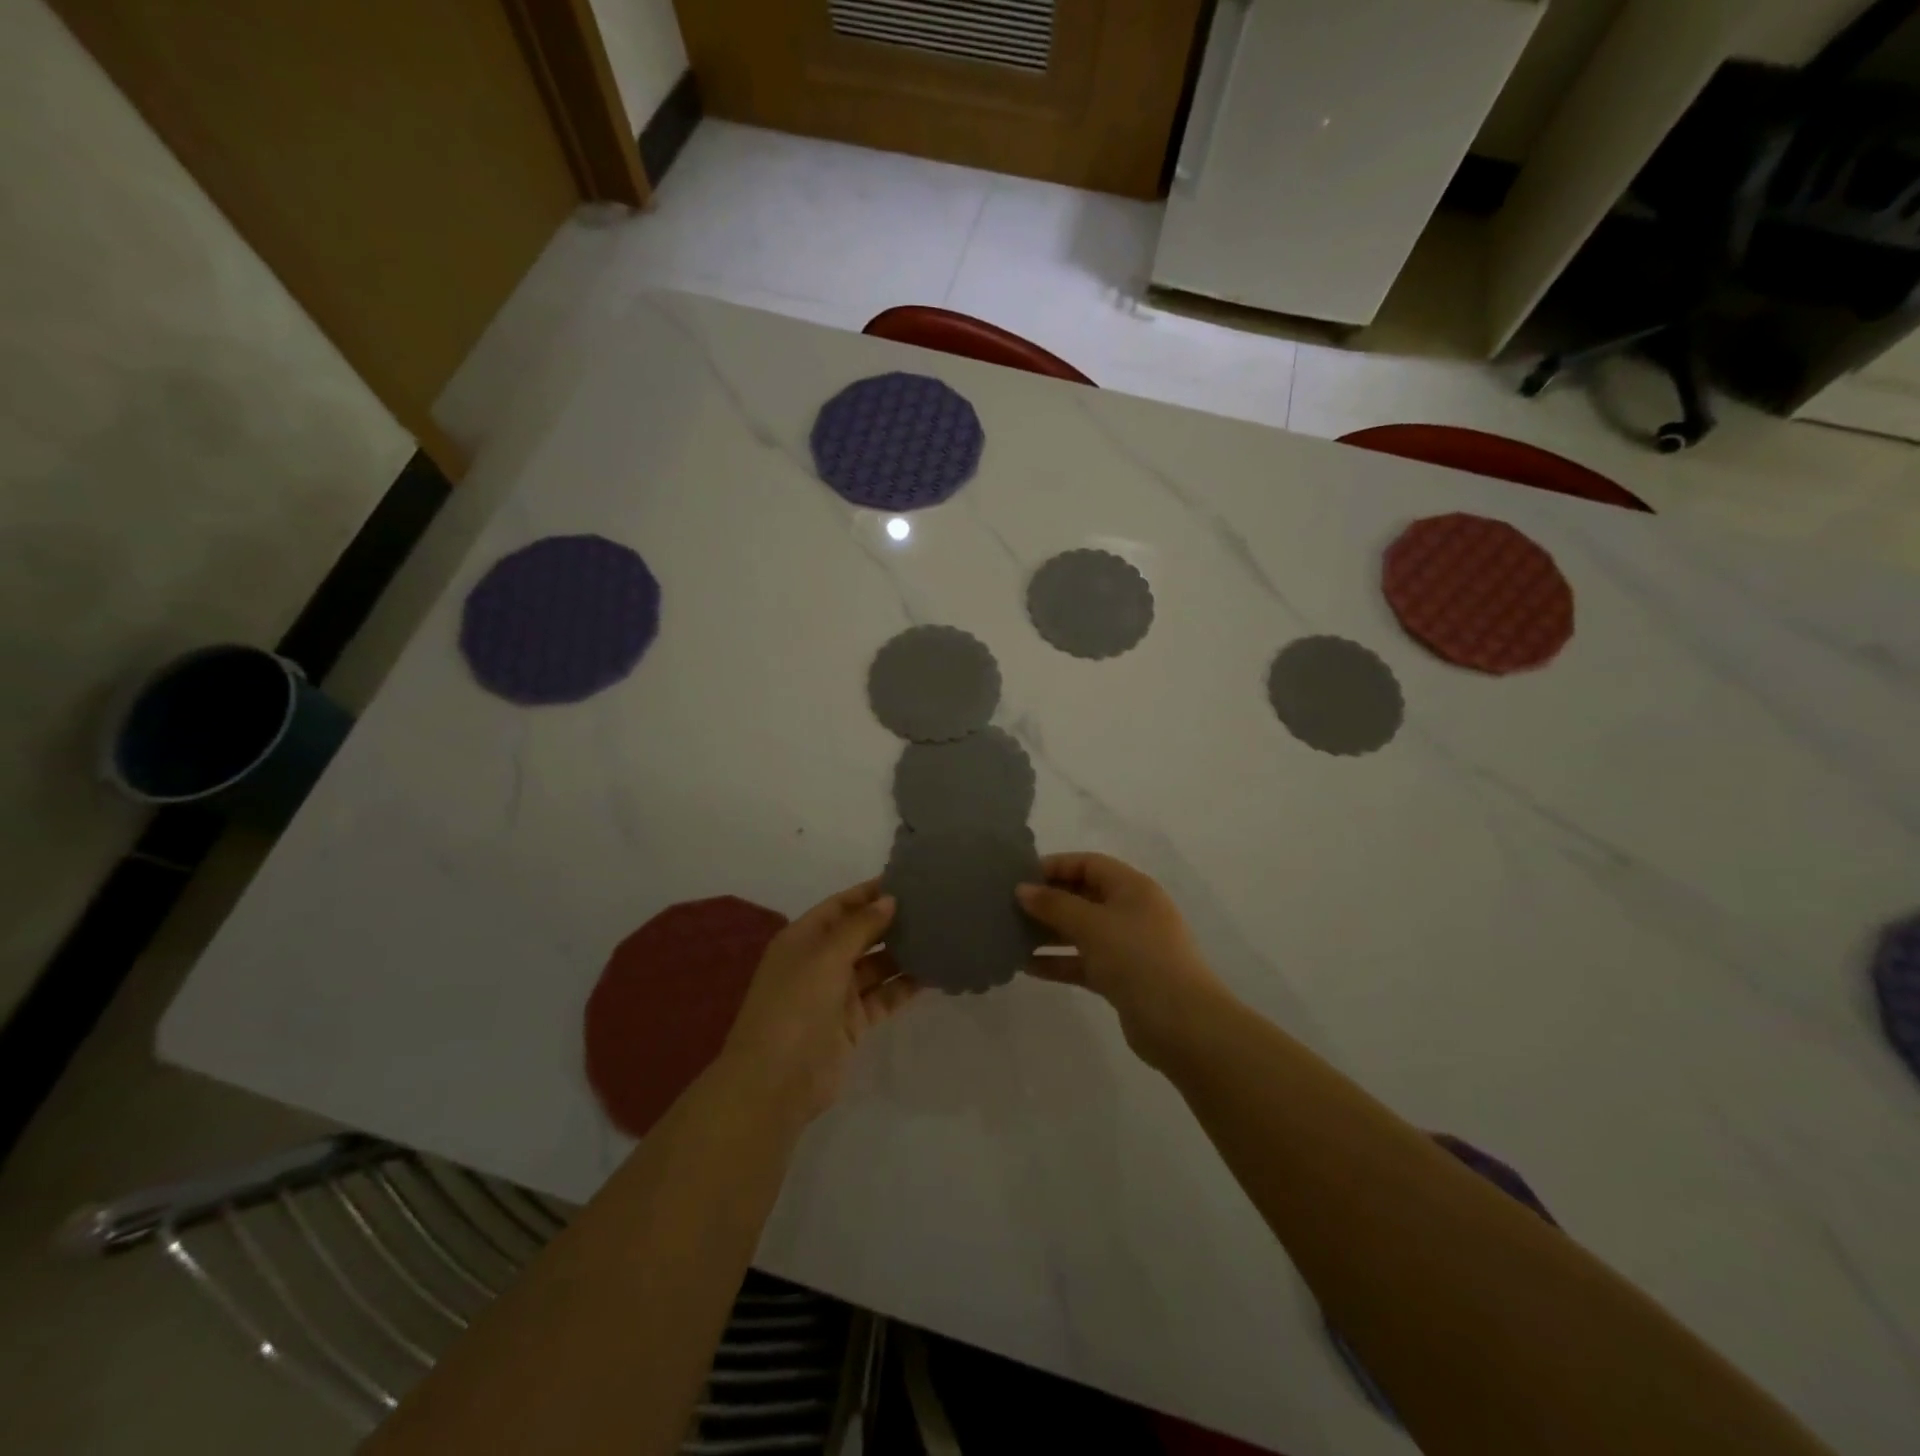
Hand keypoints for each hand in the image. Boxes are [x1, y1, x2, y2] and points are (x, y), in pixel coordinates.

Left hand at [719, 880, 919, 1125]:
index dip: (869, 893)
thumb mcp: (825, 956)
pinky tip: (933, 973)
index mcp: (803, 939)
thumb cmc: (795, 1006)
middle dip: (890, 922)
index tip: (906, 881)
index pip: (840, 906)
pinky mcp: (853, 1023)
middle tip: (931, 907)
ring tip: (939, 935)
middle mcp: (819, 962)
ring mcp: (837, 994)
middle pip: (860, 934)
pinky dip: (905, 986)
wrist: (776, 1081)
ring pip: (876, 966)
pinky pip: (884, 996)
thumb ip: (860, 927)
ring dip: (902, 953)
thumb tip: (890, 900)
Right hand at [1017, 853, 1225, 1066]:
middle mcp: (1131, 911)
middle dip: (1047, 901)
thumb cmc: (1138, 958)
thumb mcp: (1092, 925)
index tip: (1018, 877)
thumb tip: (1022, 889)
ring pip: (1081, 931)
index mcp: (1132, 887)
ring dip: (1048, 933)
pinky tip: (1027, 967)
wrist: (1183, 1024)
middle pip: (1083, 896)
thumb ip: (1054, 905)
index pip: (1088, 864)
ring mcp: (1128, 946)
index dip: (1054, 866)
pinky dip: (1058, 962)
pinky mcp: (1122, 978)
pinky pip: (1083, 962)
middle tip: (1008, 907)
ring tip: (1011, 936)